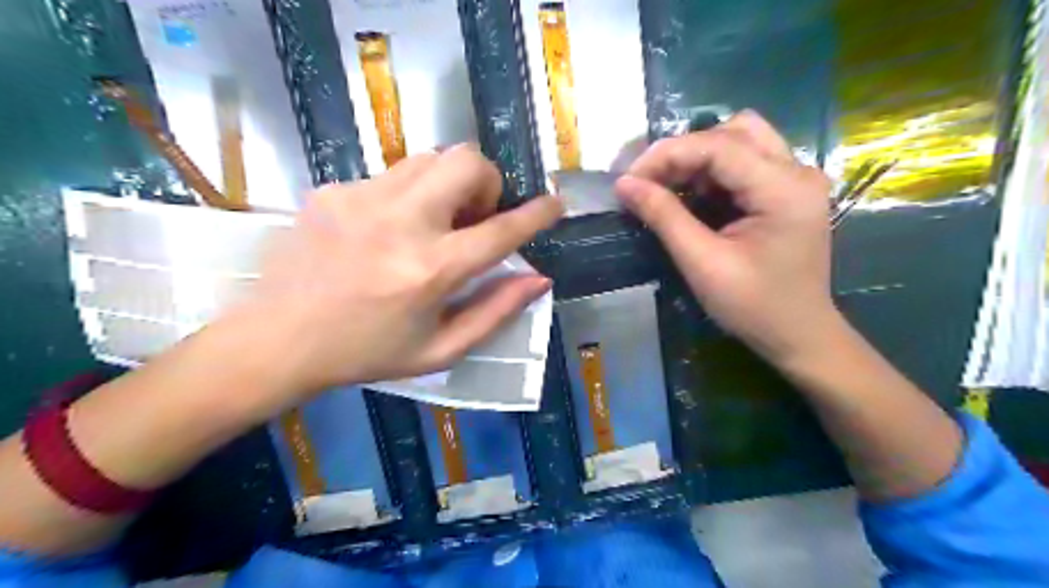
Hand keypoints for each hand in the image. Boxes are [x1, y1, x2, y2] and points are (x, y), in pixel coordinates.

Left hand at [239, 142, 566, 400]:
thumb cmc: (367, 352)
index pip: (501, 230)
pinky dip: (409, 194)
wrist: (276, 339)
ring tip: (434, 221)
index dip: (537, 214)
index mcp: (430, 270)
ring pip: (430, 157)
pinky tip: (387, 229)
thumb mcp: (440, 349)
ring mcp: (362, 199)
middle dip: (487, 182)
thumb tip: (538, 279)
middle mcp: (401, 223)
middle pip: (466, 162)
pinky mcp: (334, 189)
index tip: (555, 202)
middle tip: (475, 216)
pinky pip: (392, 174)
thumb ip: (495, 312)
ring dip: (448, 184)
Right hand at [618, 111, 836, 364]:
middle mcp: (797, 171)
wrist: (798, 335)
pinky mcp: (788, 191)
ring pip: (741, 140)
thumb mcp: (703, 263)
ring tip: (669, 187)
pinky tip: (694, 196)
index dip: (666, 155)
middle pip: (733, 131)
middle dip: (684, 152)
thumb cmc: (753, 306)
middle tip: (649, 182)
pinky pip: (745, 162)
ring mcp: (796, 179)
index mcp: (784, 188)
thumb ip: (664, 216)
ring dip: (699, 158)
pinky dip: (713, 172)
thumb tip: (624, 184)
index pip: (718, 145)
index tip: (628, 179)